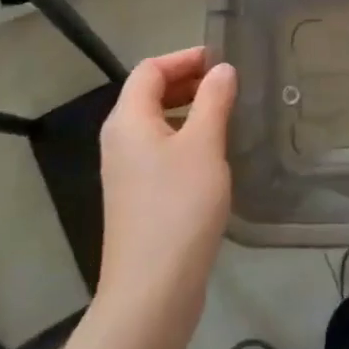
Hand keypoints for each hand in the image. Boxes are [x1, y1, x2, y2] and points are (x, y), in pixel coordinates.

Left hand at [95, 48, 235, 327]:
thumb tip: (222, 70)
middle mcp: (119, 140)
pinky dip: (185, 138)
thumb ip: (214, 100)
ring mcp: (125, 171)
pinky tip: (214, 154)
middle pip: (149, 94)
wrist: (151, 290)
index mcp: (128, 120)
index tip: (223, 60)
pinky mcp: (137, 197)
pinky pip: (159, 150)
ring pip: (156, 123)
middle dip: (188, 81)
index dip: (185, 58)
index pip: (150, 69)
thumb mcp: (204, 146)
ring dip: (189, 110)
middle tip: (229, 84)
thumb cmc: (178, 207)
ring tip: (228, 113)